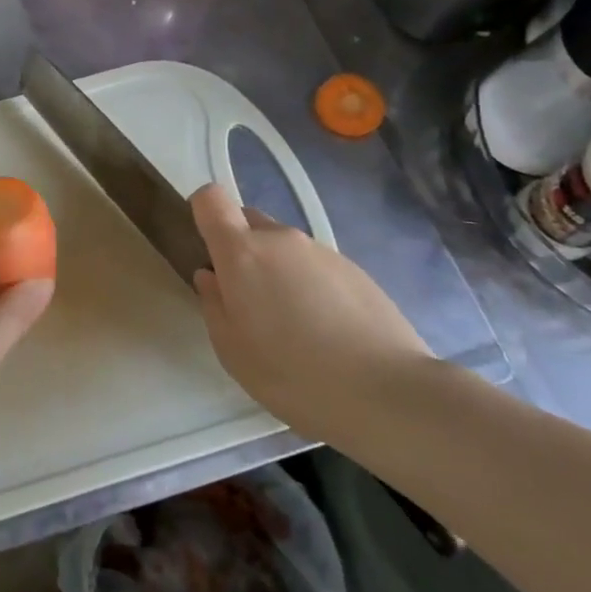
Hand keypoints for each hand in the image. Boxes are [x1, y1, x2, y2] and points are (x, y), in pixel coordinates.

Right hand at [189, 183, 431, 441]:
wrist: (387, 392)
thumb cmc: (293, 373)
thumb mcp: (232, 350)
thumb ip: (213, 304)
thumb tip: (211, 276)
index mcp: (242, 252)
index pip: (211, 199)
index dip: (203, 214)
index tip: (205, 248)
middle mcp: (281, 239)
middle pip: (248, 221)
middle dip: (240, 248)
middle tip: (248, 299)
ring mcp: (322, 251)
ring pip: (284, 247)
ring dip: (277, 270)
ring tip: (293, 325)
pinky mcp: (355, 269)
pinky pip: (315, 265)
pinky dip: (309, 286)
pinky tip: (325, 331)